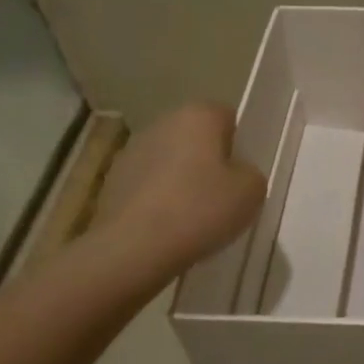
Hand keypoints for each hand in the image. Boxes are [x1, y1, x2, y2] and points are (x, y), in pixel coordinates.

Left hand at [90, 104, 265, 271]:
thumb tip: (236, 173)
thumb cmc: (199, 209)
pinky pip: (148, 186)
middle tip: (222, 197)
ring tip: (193, 218)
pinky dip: (158, 200)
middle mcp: (162, 123)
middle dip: (208, 162)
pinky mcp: (112, 181)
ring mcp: (131, 151)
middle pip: (196, 138)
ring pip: (170, 161)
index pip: (227, 118)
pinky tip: (167, 228)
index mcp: (198, 116)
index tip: (241, 175)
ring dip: (181, 180)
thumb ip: (250, 173)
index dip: (239, 146)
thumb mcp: (252, 192)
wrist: (133, 248)